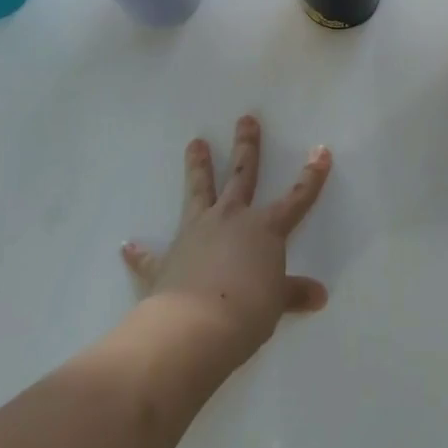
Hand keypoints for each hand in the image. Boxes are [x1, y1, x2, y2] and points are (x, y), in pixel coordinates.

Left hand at [120, 116, 330, 368]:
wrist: (194, 328)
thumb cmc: (247, 311)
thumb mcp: (276, 303)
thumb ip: (293, 293)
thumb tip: (318, 295)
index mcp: (264, 229)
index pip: (296, 198)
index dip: (311, 176)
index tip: (320, 151)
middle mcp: (230, 220)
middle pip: (241, 176)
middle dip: (246, 147)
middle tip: (245, 119)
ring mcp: (195, 234)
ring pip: (198, 192)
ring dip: (197, 168)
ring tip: (195, 143)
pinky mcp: (166, 260)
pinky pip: (150, 255)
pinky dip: (139, 252)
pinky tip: (127, 246)